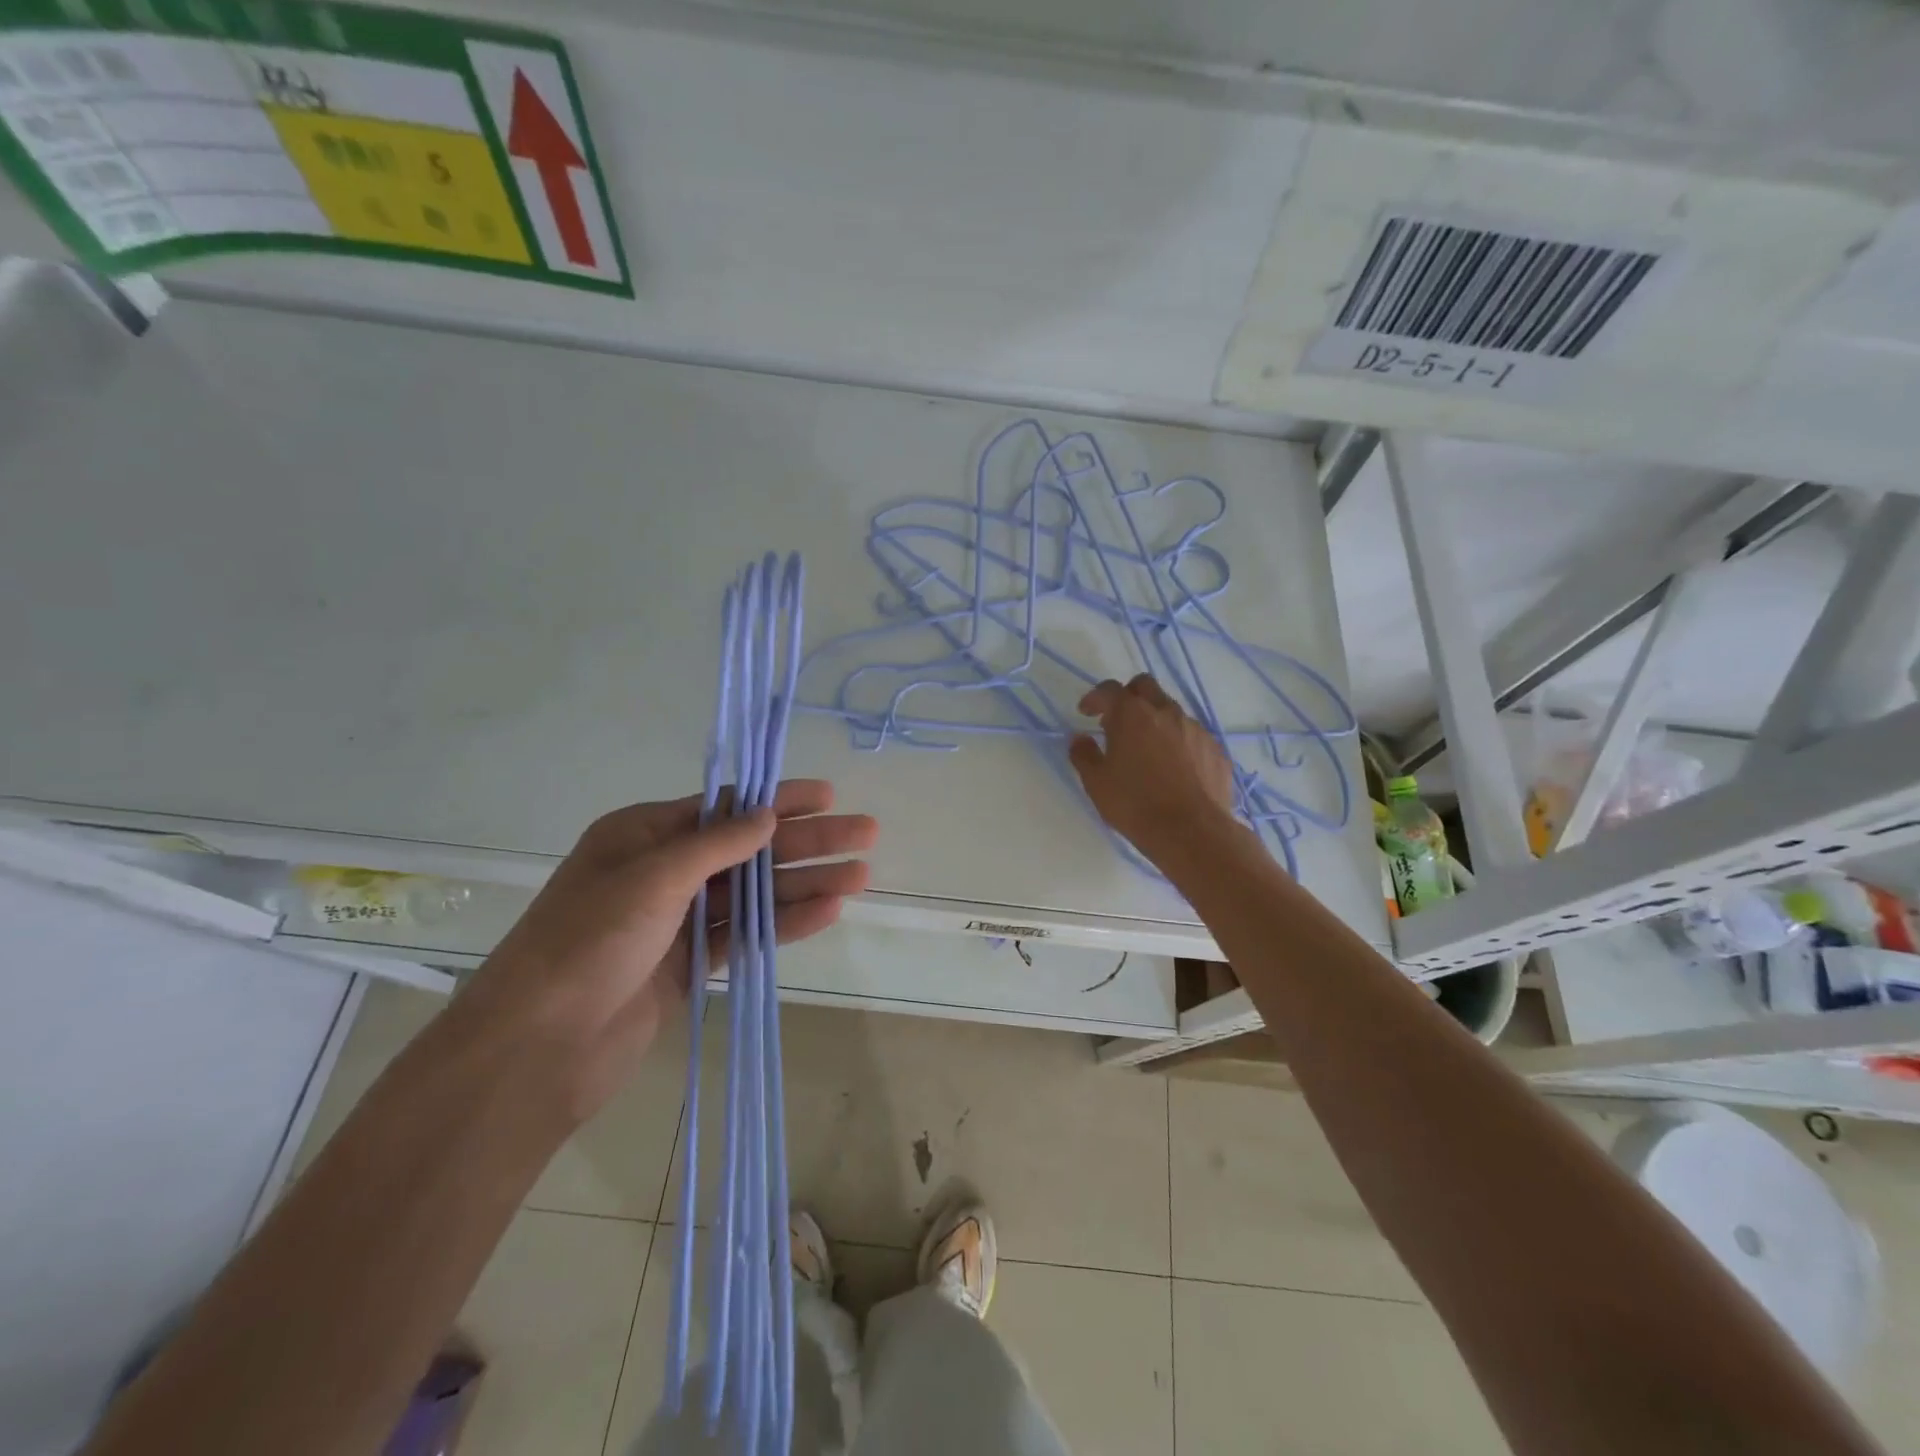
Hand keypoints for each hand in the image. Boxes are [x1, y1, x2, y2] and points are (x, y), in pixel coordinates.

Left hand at [456, 780, 875, 1119]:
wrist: (538, 1047)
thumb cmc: (588, 941)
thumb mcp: (652, 877)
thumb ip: (717, 844)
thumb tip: (768, 815)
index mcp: (644, 836)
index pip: (726, 807)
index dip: (780, 800)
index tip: (829, 796)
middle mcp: (663, 872)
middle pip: (749, 850)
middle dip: (807, 841)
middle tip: (865, 835)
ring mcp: (678, 921)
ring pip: (754, 894)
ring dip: (805, 883)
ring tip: (860, 876)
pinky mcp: (690, 966)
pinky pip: (745, 935)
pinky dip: (785, 923)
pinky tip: (827, 912)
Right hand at [1069, 675, 1236, 864]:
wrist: (1192, 832)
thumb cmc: (1135, 804)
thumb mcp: (1096, 783)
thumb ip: (1084, 755)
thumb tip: (1080, 739)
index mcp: (1132, 715)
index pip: (1110, 690)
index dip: (1095, 698)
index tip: (1086, 713)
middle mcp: (1166, 712)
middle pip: (1145, 686)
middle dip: (1128, 696)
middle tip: (1117, 721)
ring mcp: (1195, 729)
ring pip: (1171, 711)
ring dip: (1155, 721)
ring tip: (1147, 750)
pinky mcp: (1215, 749)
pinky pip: (1192, 736)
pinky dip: (1178, 742)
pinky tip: (1173, 769)